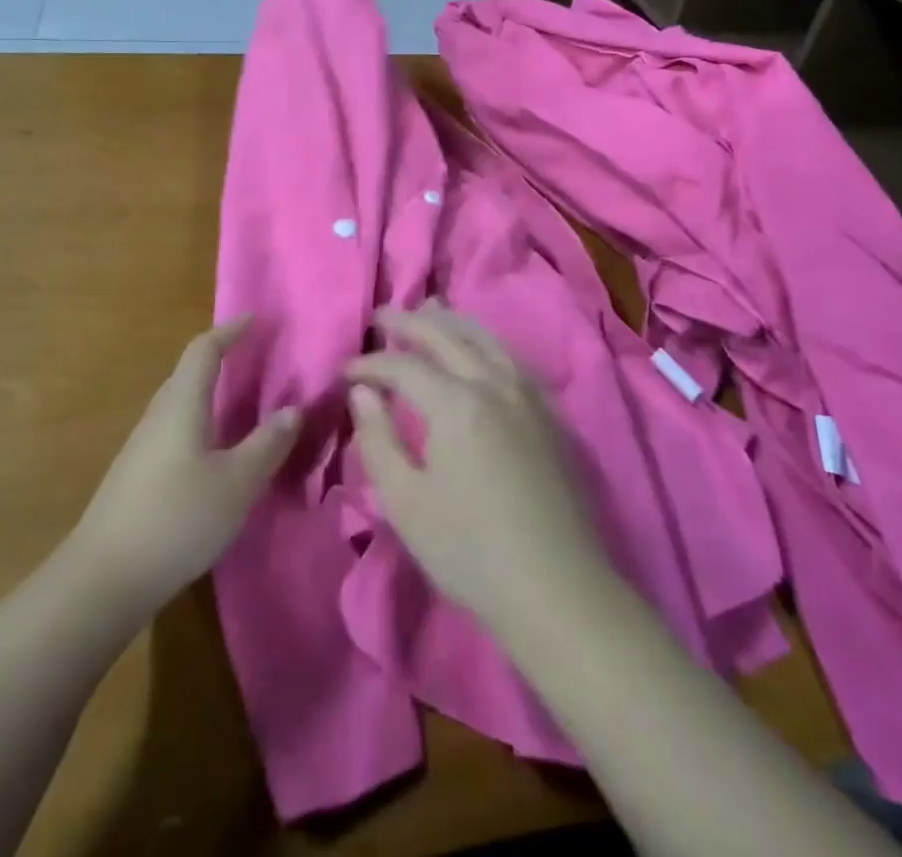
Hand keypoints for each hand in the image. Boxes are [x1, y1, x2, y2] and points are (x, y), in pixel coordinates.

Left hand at [70, 317, 300, 615]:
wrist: (102, 581)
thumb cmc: (176, 519)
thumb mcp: (237, 483)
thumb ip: (267, 444)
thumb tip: (292, 409)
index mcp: (181, 404)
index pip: (204, 350)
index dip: (229, 330)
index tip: (253, 318)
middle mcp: (158, 416)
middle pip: (188, 373)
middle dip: (220, 359)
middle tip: (254, 359)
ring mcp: (142, 447)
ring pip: (180, 405)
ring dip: (210, 394)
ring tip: (242, 404)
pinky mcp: (137, 476)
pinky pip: (174, 431)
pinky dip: (201, 424)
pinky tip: (215, 453)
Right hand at [347, 303, 610, 630]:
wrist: (557, 589)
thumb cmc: (469, 551)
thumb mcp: (405, 502)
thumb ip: (377, 439)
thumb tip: (362, 391)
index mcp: (456, 403)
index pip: (403, 365)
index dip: (370, 363)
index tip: (345, 372)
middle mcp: (493, 383)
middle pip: (446, 336)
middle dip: (409, 322)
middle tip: (382, 316)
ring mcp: (527, 394)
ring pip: (484, 338)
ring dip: (450, 322)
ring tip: (427, 312)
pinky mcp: (547, 412)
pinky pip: (509, 356)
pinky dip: (483, 340)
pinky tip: (476, 347)